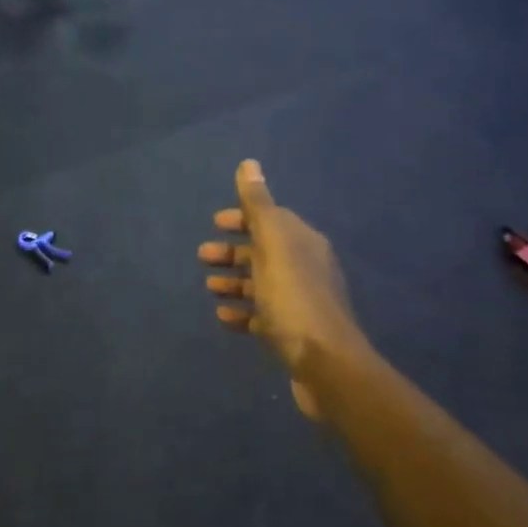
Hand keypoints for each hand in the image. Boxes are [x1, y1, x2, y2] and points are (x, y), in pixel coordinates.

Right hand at [199, 160, 367, 420]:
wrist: (325, 363)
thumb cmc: (294, 298)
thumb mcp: (273, 244)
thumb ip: (258, 206)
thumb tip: (249, 164)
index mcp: (303, 242)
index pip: (272, 219)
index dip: (243, 218)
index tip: (214, 224)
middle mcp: (305, 267)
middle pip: (263, 252)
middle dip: (233, 252)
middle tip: (202, 257)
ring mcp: (300, 302)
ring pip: (261, 284)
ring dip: (234, 281)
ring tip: (210, 288)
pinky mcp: (292, 333)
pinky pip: (261, 316)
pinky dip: (241, 313)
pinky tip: (223, 317)